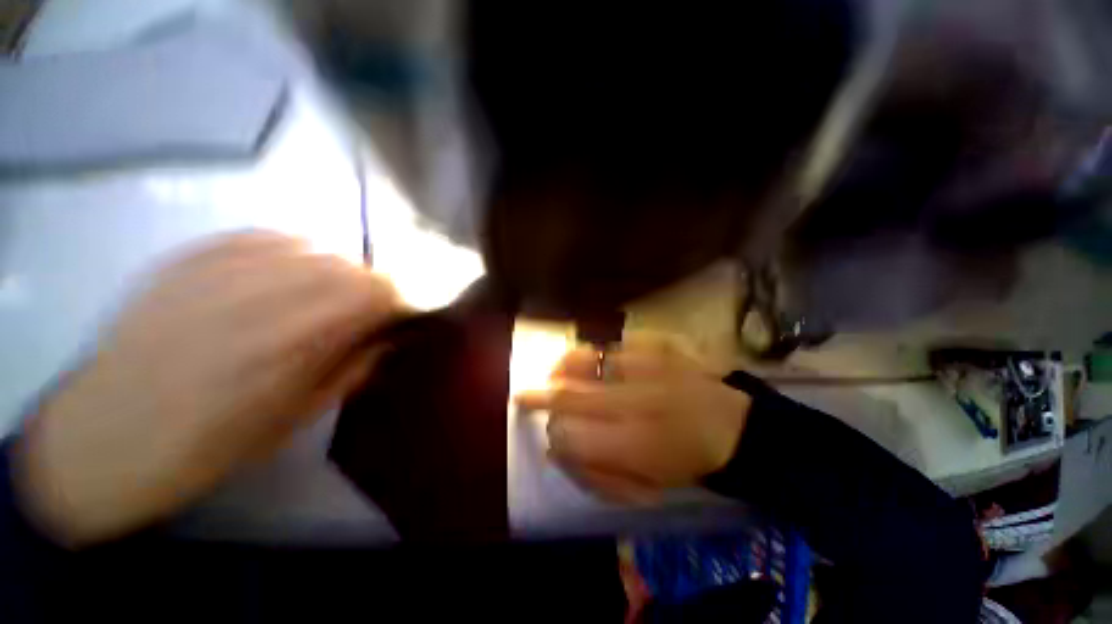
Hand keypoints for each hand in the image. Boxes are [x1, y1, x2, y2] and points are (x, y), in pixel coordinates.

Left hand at [13, 232, 404, 546]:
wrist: (106, 437)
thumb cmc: (209, 445)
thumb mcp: (297, 419)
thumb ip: (353, 370)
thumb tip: (390, 339)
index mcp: (294, 343)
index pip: (377, 294)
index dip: (400, 301)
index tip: (402, 317)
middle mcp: (263, 295)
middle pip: (350, 267)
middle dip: (372, 288)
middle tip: (367, 311)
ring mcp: (221, 269)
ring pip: (314, 248)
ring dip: (337, 272)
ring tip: (328, 295)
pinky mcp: (191, 258)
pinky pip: (266, 236)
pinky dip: (293, 251)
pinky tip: (288, 273)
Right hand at [515, 337, 750, 503]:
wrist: (732, 426)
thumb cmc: (686, 462)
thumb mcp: (642, 484)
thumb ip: (593, 472)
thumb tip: (554, 450)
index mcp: (634, 443)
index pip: (567, 435)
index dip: (551, 434)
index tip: (549, 433)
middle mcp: (634, 399)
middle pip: (567, 394)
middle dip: (539, 396)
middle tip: (524, 395)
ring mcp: (645, 365)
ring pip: (583, 360)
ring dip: (560, 368)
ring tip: (554, 372)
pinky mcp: (656, 345)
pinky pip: (610, 343)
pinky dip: (591, 352)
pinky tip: (587, 360)